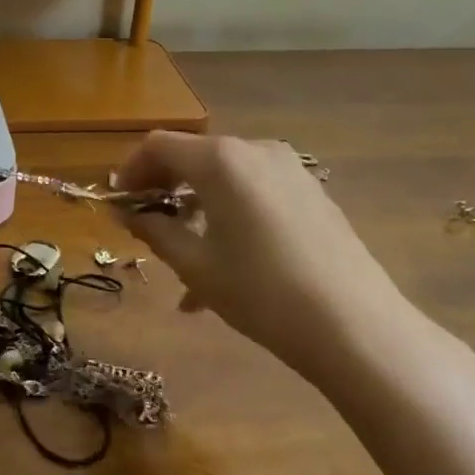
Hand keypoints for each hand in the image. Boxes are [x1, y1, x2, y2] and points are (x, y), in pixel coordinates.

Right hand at [115, 133, 443, 394]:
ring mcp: (289, 170)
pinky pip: (254, 194)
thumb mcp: (195, 265)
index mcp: (220, 160)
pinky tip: (226, 266)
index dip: (130, 170)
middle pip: (193, 158)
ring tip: (184, 263)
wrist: (357, 328)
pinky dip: (229, 217)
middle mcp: (255, 150)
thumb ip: (155, 231)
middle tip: (146, 229)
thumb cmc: (261, 292)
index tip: (118, 203)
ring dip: (196, 210)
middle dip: (164, 191)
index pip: (158, 146)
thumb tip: (129, 214)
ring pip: (224, 180)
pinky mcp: (312, 193)